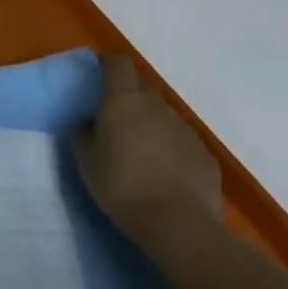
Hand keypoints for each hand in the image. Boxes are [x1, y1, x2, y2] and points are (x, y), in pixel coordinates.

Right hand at [73, 55, 222, 254]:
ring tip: (141, 152)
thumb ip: (81, 133)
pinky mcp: (205, 155)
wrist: (179, 225)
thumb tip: (85, 121)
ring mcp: (185, 130)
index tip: (97, 77)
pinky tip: (165, 173)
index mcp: (124, 101)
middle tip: (115, 121)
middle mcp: (157, 107)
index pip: (118, 63)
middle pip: (142, 87)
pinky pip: (182, 141)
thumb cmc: (122, 186)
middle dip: (129, 97)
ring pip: (164, 115)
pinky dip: (171, 147)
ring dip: (151, 123)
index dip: (107, 65)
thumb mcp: (86, 161)